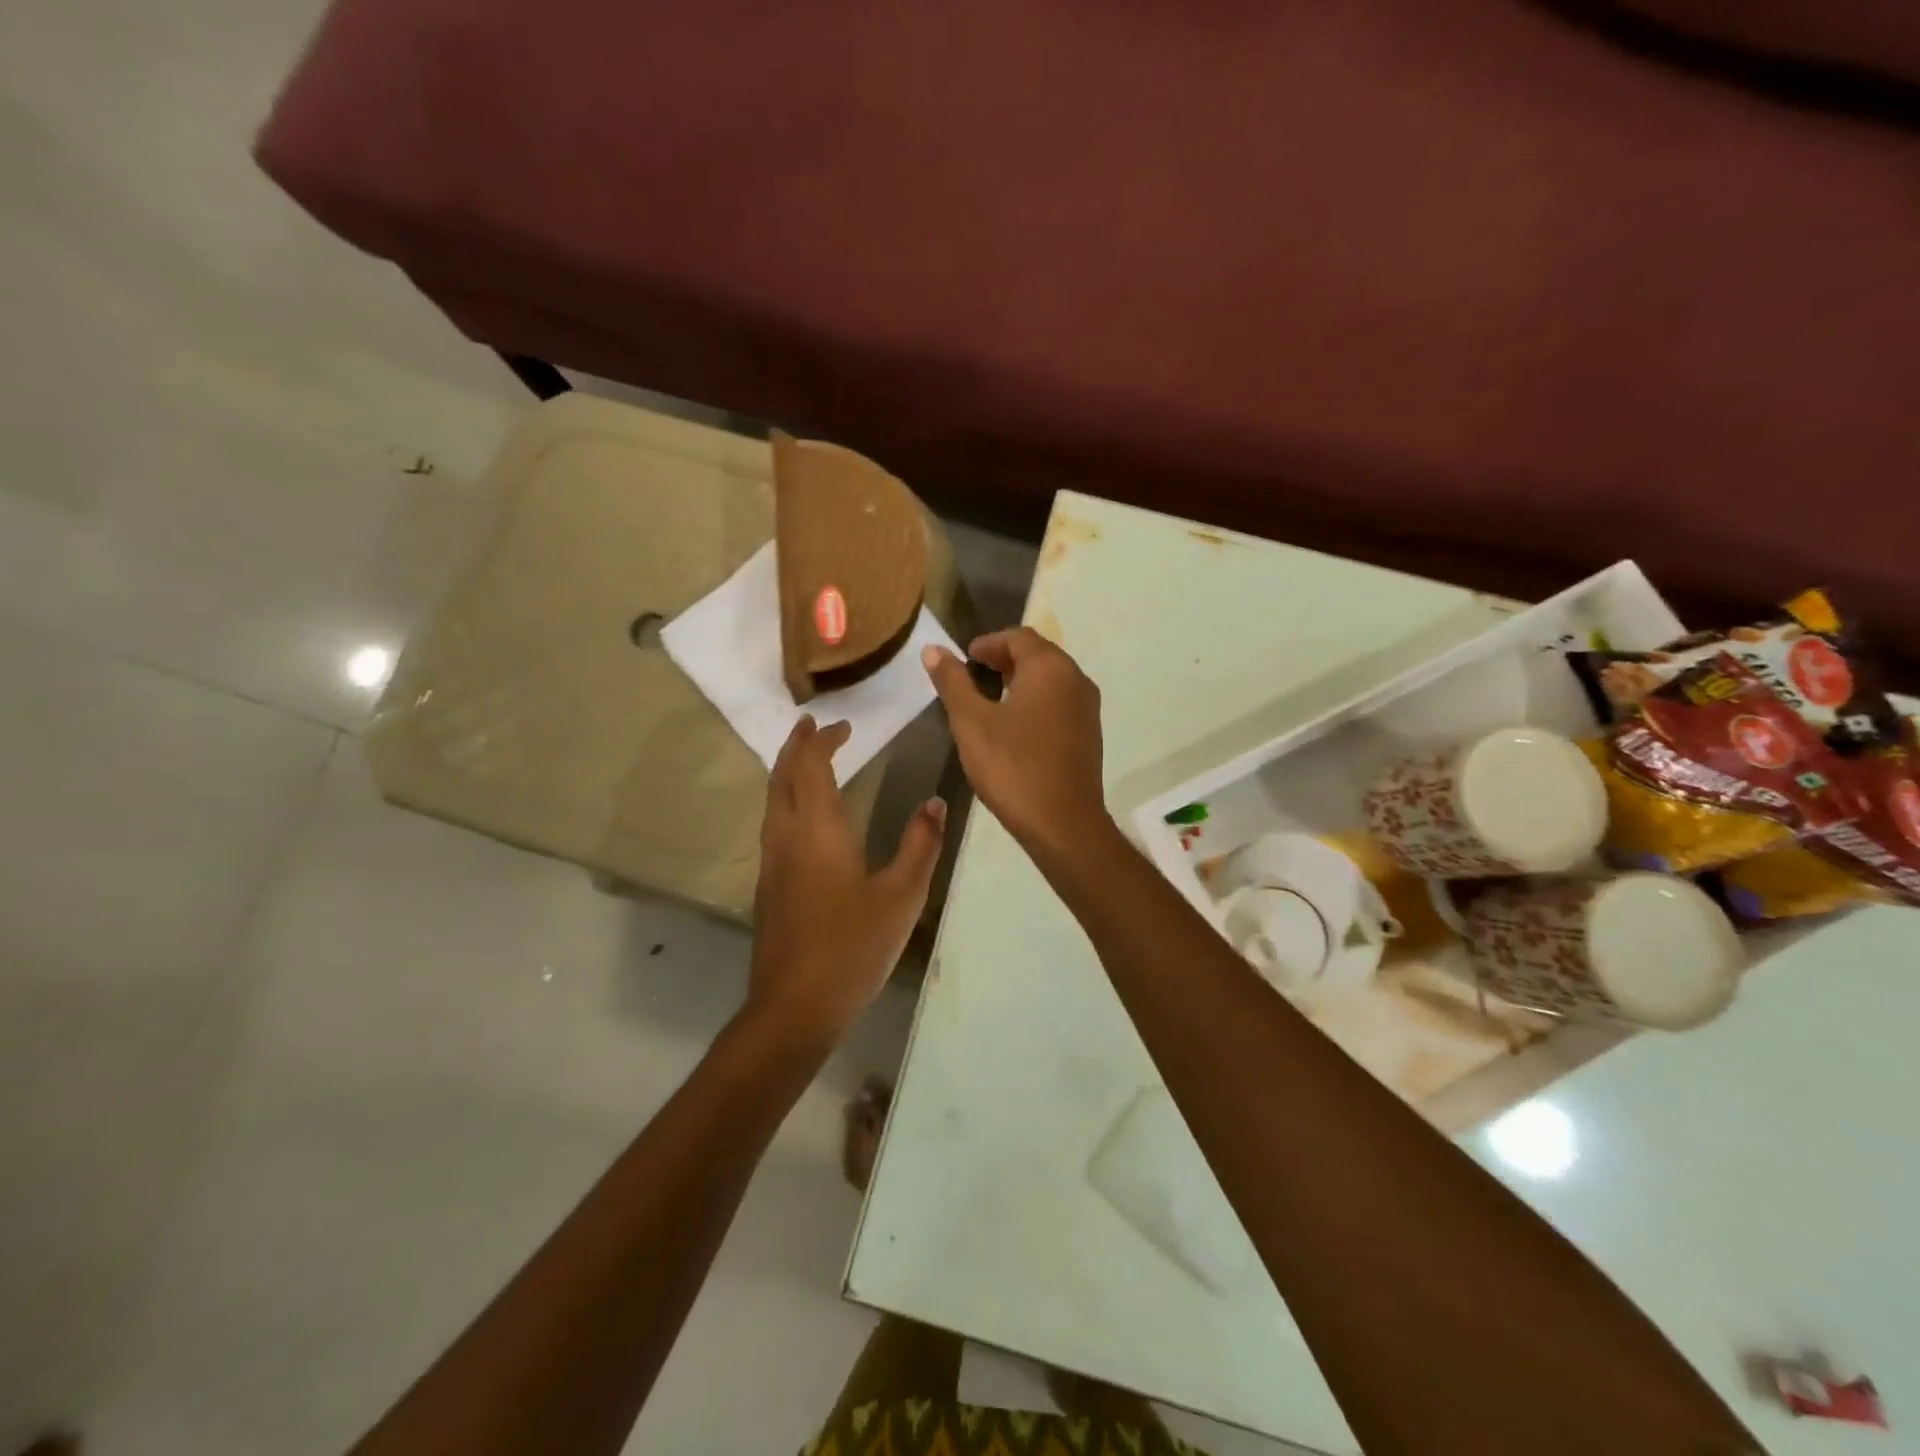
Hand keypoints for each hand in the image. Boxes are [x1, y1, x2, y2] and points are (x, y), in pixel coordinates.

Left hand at [747, 716, 946, 1049]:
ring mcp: (772, 864)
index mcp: (817, 830)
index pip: (811, 767)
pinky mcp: (769, 887)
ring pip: (772, 801)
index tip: (842, 725)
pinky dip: (786, 800)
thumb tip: (936, 803)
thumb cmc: (852, 947)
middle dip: (796, 747)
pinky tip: (804, 817)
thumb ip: (920, 845)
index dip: (823, 741)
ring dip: (787, 773)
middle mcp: (787, 837)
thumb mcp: (902, 896)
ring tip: (806, 760)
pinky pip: (774, 824)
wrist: (795, 1007)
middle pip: (782, 777)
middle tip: (811, 726)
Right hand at [921, 628, 1107, 855]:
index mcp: (1050, 668)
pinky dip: (1035, 702)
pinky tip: (1013, 727)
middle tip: (972, 676)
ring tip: (987, 700)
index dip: (988, 642)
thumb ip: (952, 682)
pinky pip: (1059, 703)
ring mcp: (1087, 708)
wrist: (1063, 824)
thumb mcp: (971, 722)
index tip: (964, 658)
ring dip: (1019, 681)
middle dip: (1003, 660)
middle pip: (1038, 655)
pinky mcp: (1089, 735)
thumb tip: (933, 649)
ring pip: (1050, 680)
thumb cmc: (1013, 767)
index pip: (1018, 637)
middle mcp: (1076, 680)